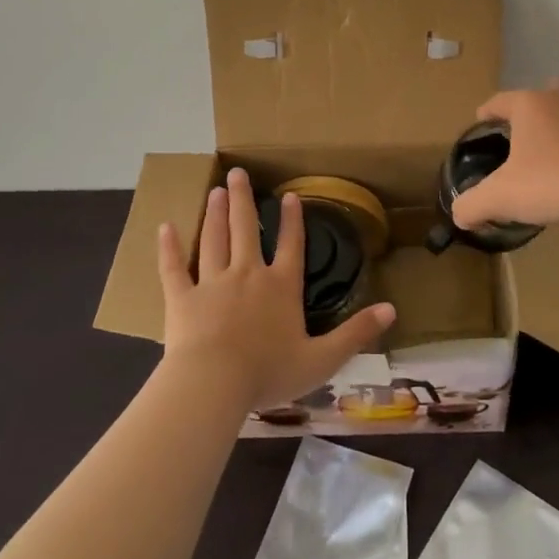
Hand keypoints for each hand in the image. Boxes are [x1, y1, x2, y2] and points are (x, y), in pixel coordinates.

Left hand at [157, 168, 394, 410]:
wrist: (213, 385)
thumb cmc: (269, 373)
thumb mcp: (323, 358)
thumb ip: (356, 333)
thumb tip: (393, 309)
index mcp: (281, 287)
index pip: (291, 246)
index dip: (292, 221)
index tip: (289, 196)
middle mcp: (248, 275)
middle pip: (246, 230)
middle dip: (245, 201)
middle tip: (238, 173)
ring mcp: (212, 284)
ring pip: (214, 240)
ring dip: (216, 214)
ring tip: (216, 191)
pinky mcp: (182, 299)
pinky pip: (173, 268)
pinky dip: (168, 248)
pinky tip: (165, 227)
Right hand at [450, 80, 558, 230]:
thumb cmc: (550, 182)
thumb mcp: (500, 196)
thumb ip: (471, 204)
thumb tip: (459, 214)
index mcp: (528, 104)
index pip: (498, 101)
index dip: (485, 113)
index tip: (479, 125)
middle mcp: (557, 101)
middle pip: (534, 99)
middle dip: (522, 115)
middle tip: (511, 138)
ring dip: (549, 128)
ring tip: (538, 154)